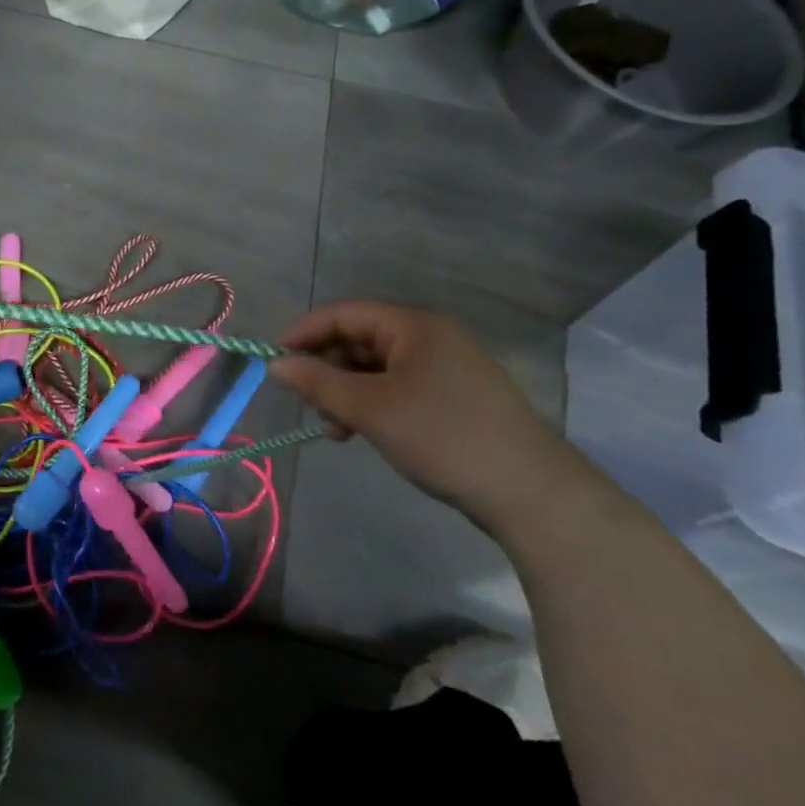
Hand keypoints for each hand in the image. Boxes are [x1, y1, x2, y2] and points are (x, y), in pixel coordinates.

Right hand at [270, 301, 590, 535]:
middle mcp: (431, 337)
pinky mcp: (454, 397)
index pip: (345, 313)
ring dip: (347, 392)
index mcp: (415, 326)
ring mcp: (446, 367)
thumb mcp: (369, 408)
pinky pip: (397, 387)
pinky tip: (364, 433)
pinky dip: (372, 405)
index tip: (275, 362)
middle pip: (359, 339)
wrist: (529, 492)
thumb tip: (275, 365)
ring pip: (376, 368)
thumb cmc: (442, 436)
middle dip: (327, 370)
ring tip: (338, 430)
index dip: (305, 333)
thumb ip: (317, 382)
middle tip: (310, 405)